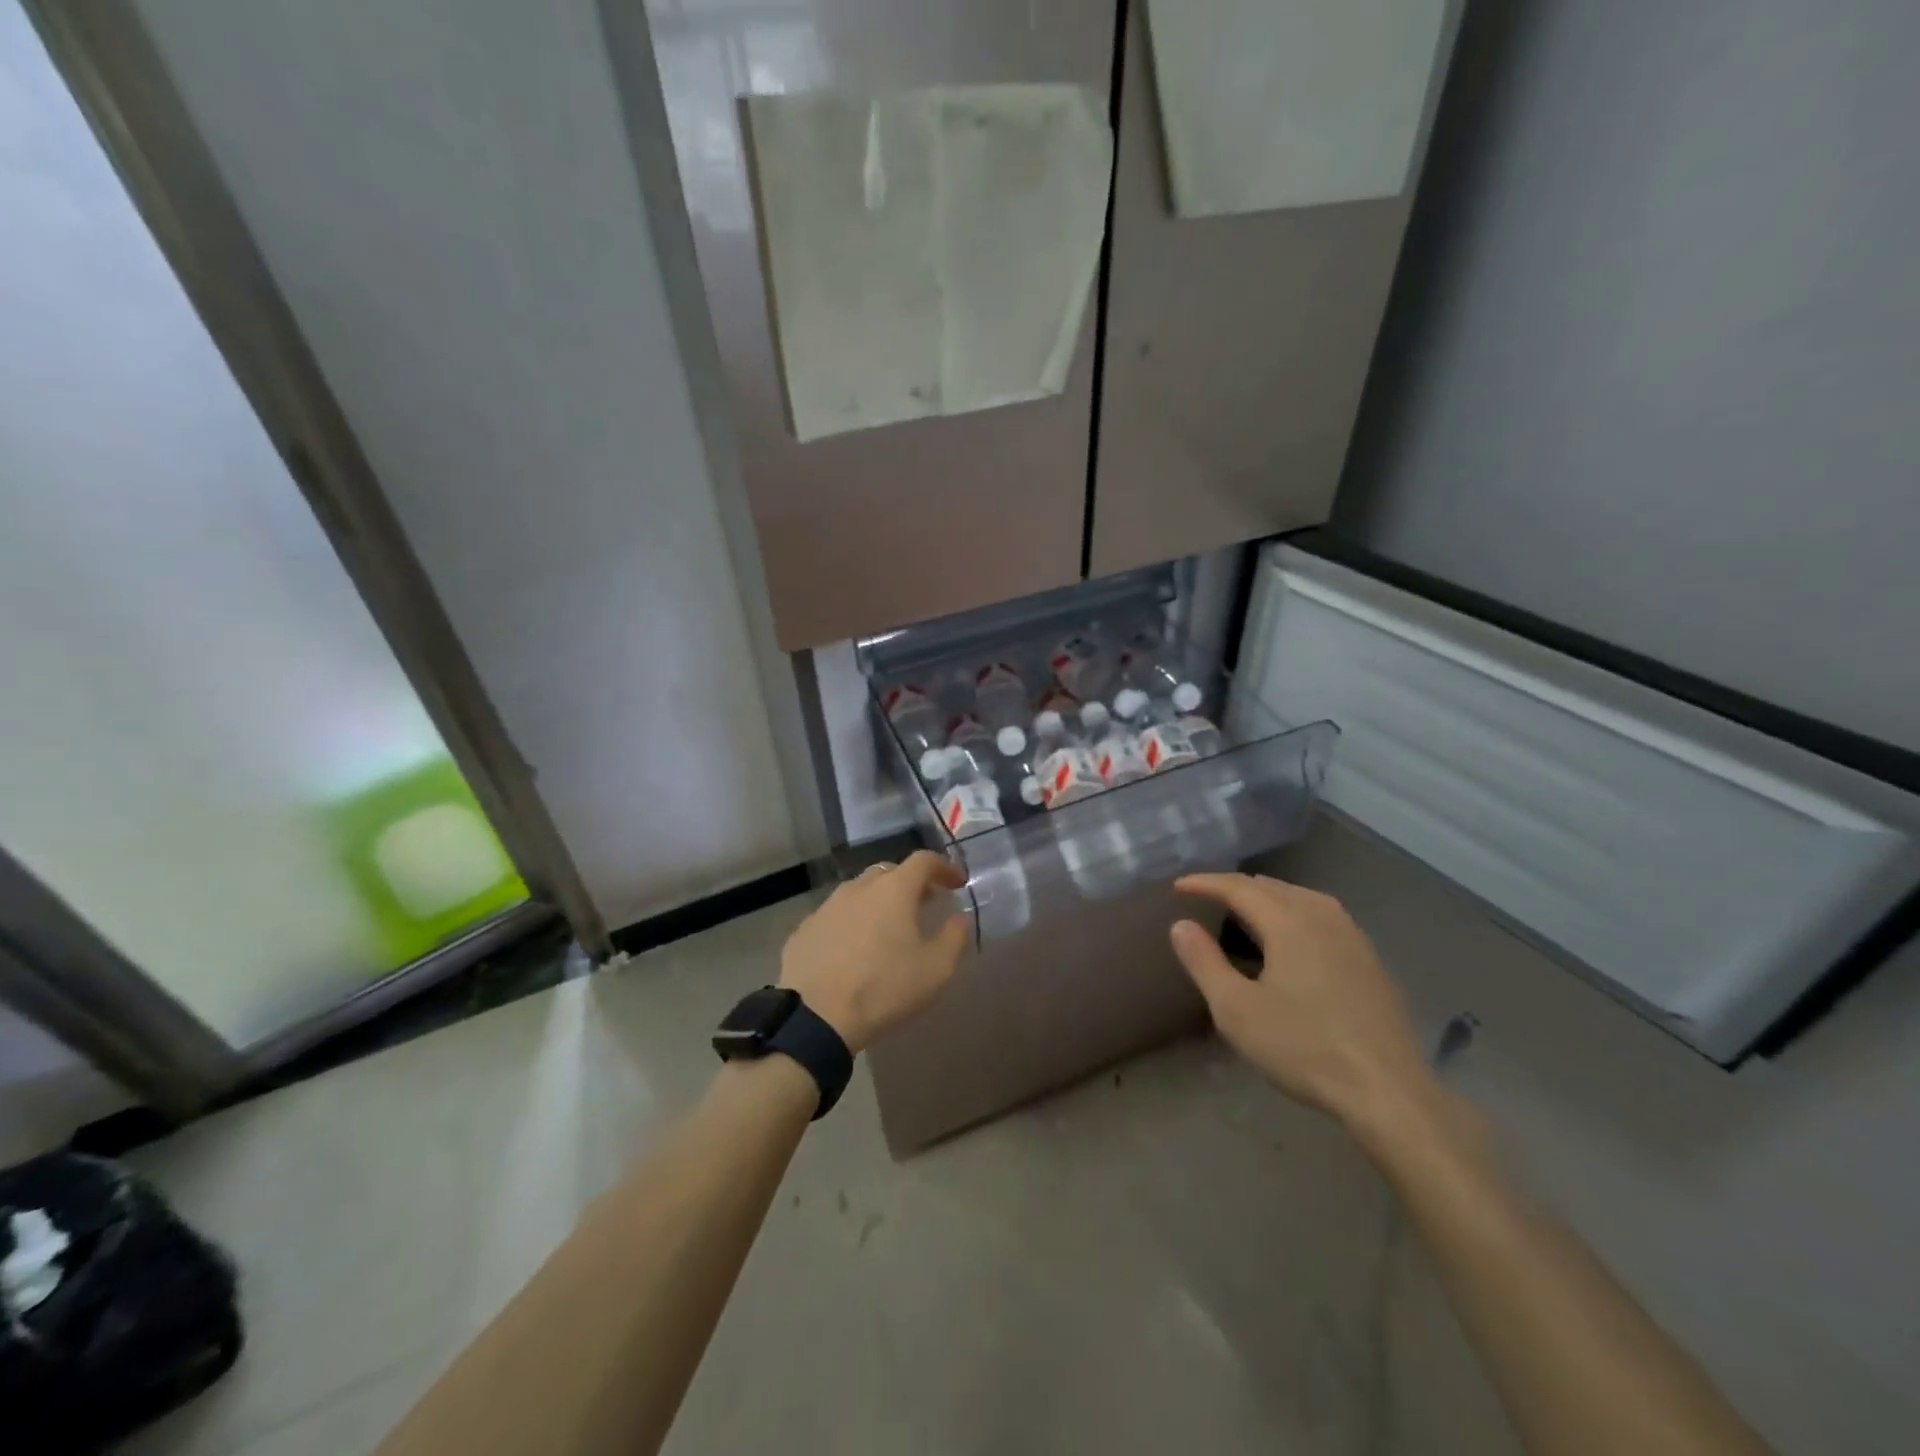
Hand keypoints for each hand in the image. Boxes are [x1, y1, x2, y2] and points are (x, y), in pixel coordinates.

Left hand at [779, 851, 969, 1053]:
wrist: (815, 1017)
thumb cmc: (883, 988)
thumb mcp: (936, 969)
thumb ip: (954, 937)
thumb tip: (958, 918)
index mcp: (893, 890)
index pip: (924, 860)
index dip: (944, 867)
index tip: (956, 883)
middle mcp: (859, 887)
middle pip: (889, 872)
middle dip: (911, 883)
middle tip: (924, 903)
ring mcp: (827, 906)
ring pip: (860, 892)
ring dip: (879, 901)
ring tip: (888, 927)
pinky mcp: (805, 928)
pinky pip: (836, 915)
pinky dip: (852, 922)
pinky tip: (853, 948)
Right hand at [1170, 873, 1438, 1133]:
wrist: (1388, 1091)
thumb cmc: (1304, 1047)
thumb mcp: (1236, 1010)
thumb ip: (1204, 962)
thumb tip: (1180, 925)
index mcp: (1289, 922)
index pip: (1239, 887)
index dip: (1205, 883)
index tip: (1178, 886)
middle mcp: (1323, 917)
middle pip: (1272, 886)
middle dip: (1236, 886)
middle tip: (1207, 895)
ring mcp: (1353, 937)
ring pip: (1302, 897)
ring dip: (1268, 896)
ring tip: (1245, 908)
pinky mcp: (1370, 960)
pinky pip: (1323, 916)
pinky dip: (1295, 912)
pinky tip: (1293, 937)